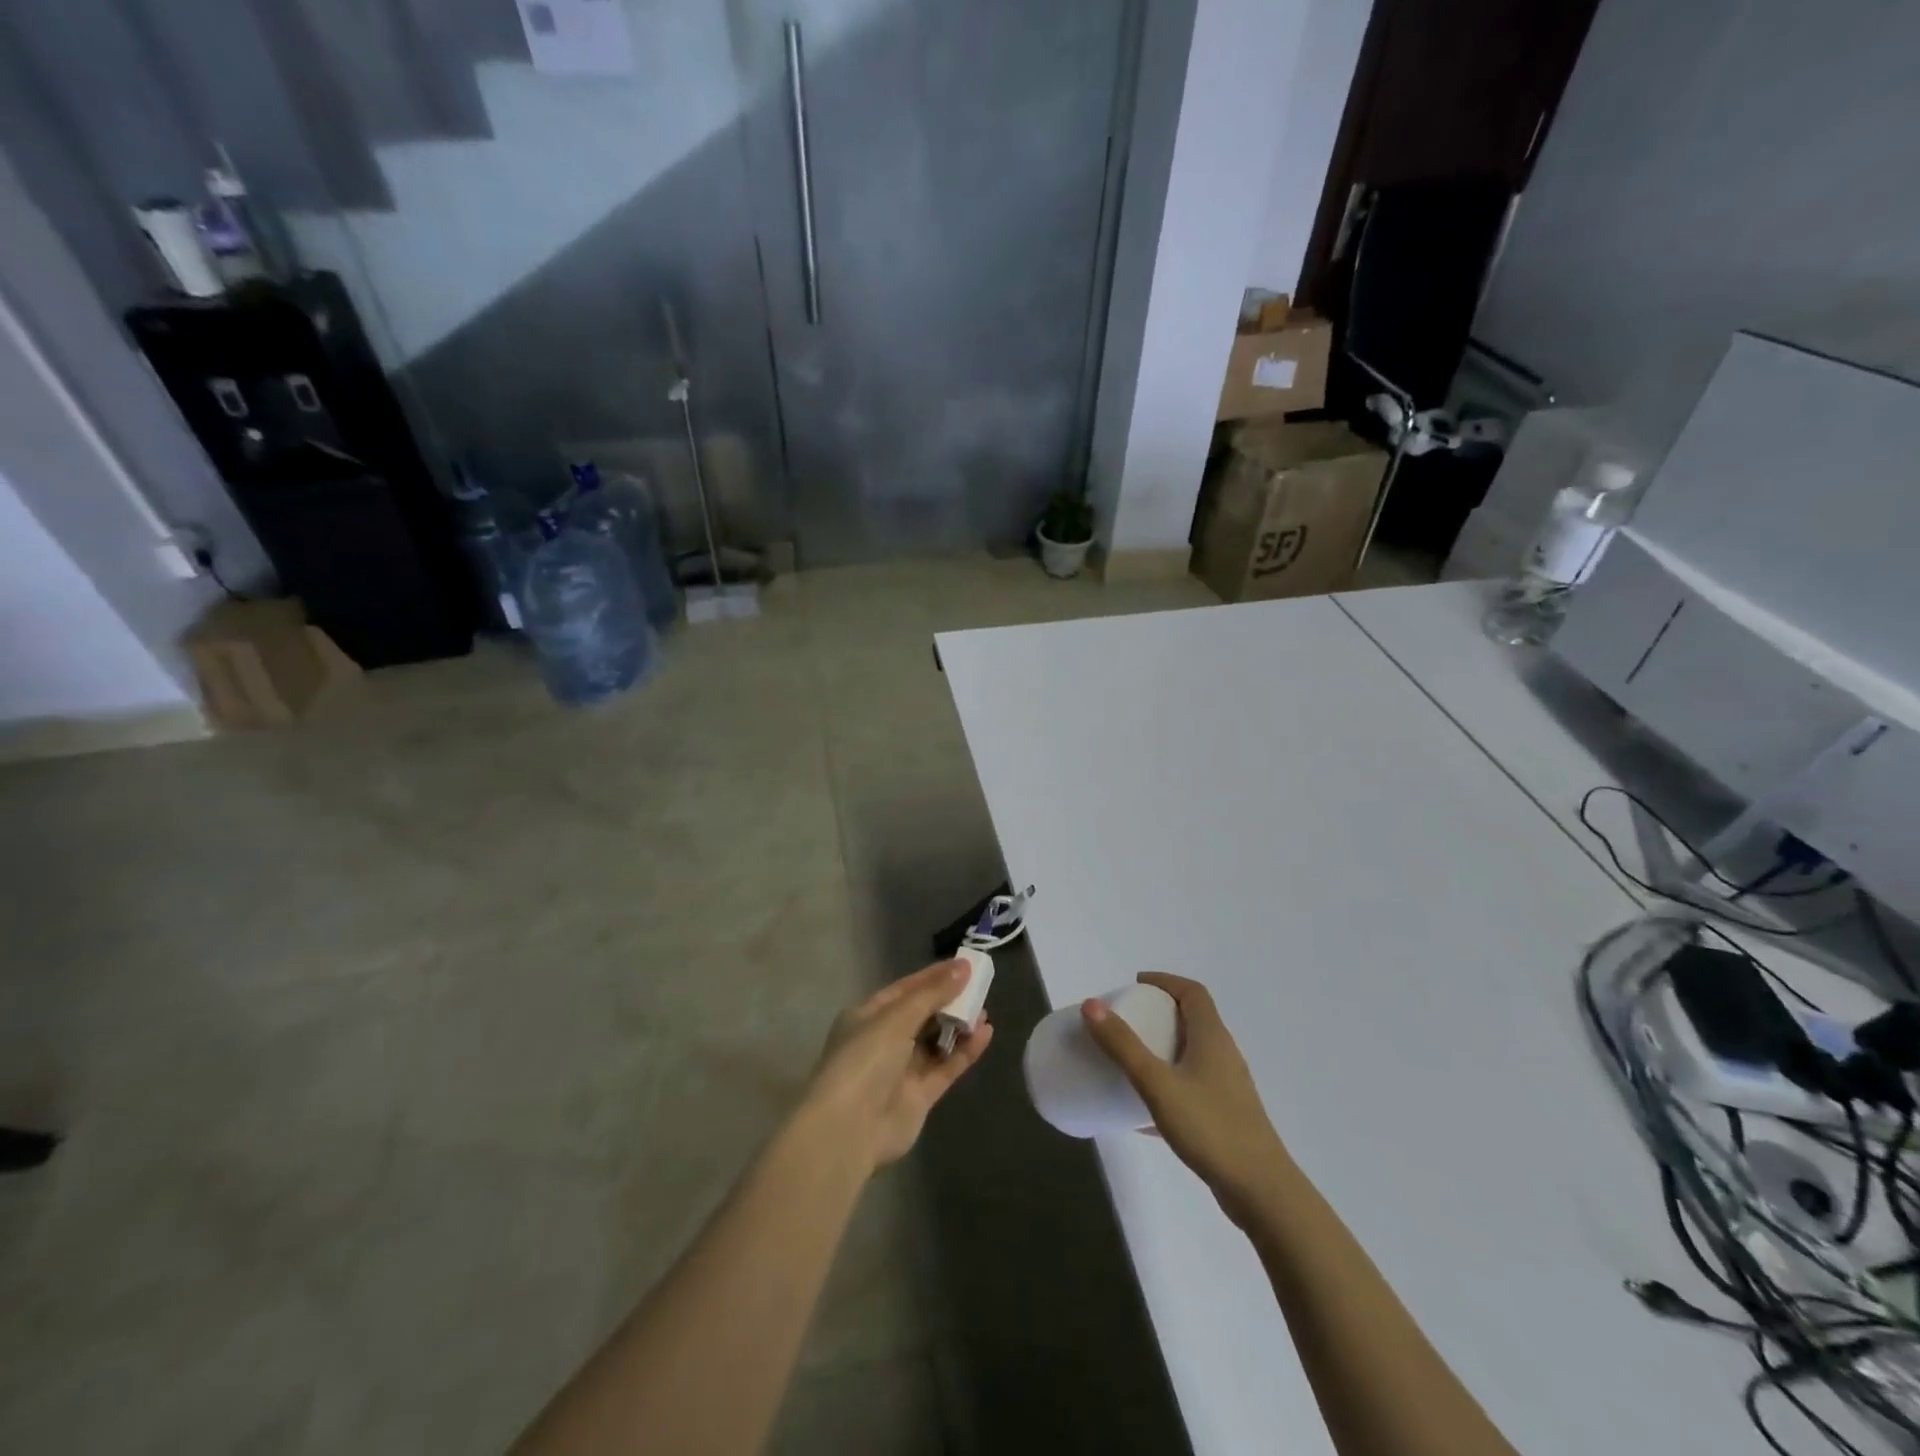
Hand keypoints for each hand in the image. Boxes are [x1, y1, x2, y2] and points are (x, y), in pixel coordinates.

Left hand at [801, 960, 994, 1170]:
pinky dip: (965, 1051)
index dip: (934, 976)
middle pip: (922, 1014)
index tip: (964, 965)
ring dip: (959, 1025)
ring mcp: (901, 1070)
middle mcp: (883, 1040)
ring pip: (936, 1041)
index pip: (906, 989)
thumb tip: (963, 967)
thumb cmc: (865, 1059)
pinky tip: (985, 1034)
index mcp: (868, 1015)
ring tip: (985, 1010)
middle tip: (980, 987)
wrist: (848, 1129)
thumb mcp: (897, 1017)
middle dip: (950, 1000)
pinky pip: (946, 1066)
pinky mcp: (919, 1096)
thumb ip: (932, 994)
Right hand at [1083, 973, 1288, 1226]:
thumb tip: (1091, 1004)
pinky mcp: (1227, 1115)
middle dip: (1159, 1013)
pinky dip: (1168, 1084)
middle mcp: (1224, 1054)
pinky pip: (1192, 1086)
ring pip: (1193, 1054)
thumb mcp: (1158, 1084)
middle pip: (1193, 1019)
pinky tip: (1144, 1111)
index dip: (1165, 981)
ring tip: (1131, 1060)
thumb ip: (1123, 1046)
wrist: (1262, 1192)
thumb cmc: (1210, 1128)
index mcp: (1212, 1037)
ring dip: (1163, 1048)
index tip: (1135, 986)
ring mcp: (1228, 1087)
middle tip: (1126, 1021)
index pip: (1192, 992)